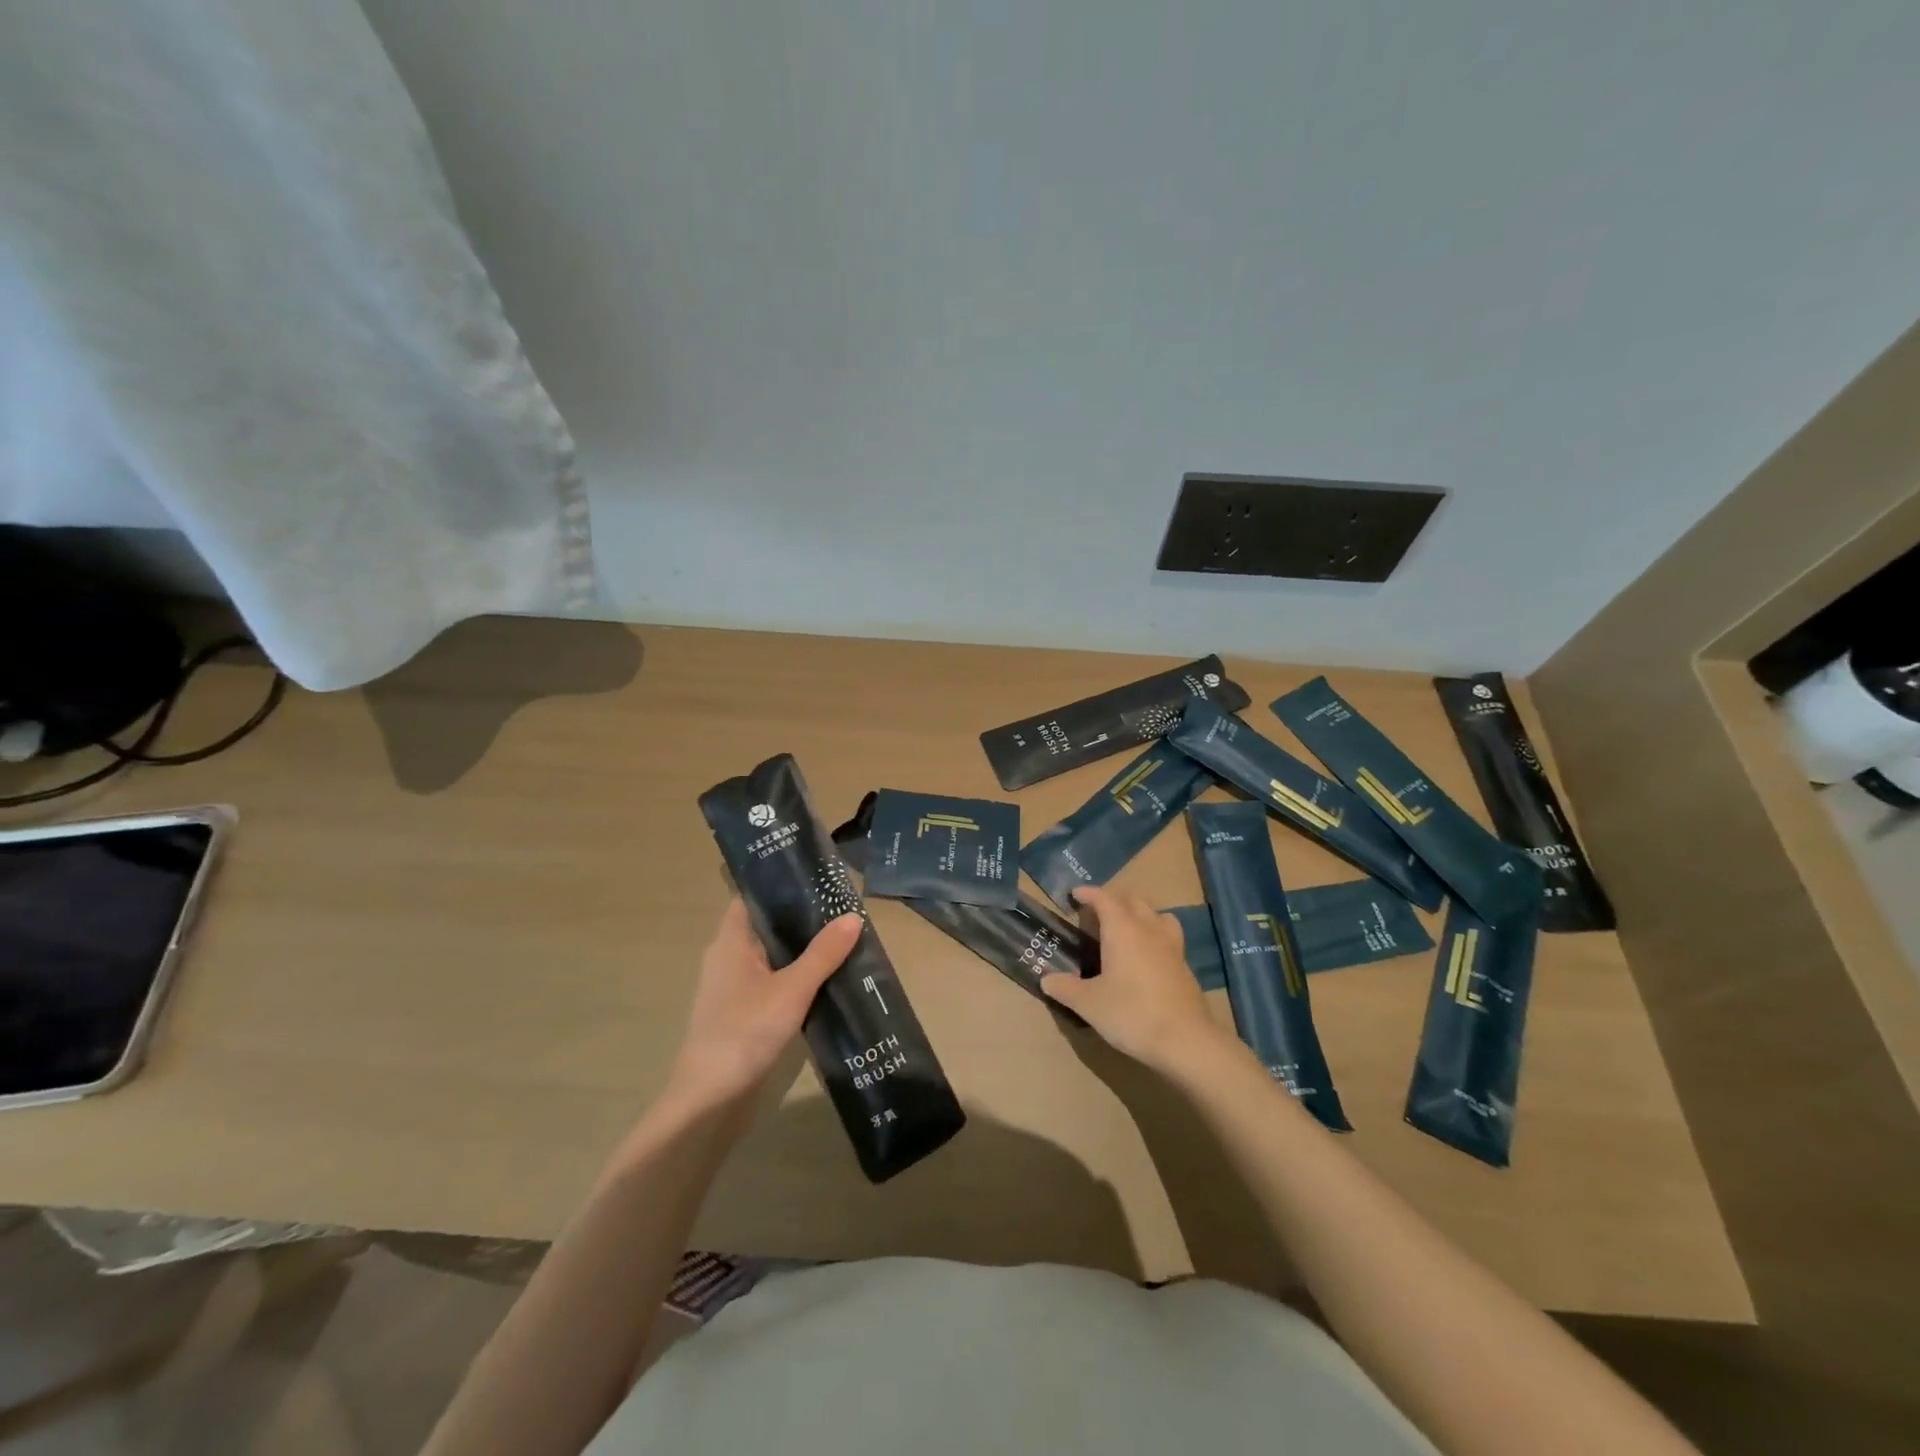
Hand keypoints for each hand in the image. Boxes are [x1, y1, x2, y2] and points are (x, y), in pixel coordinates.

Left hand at [667, 899, 861, 1110]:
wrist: (710, 1101)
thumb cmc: (744, 1032)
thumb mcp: (791, 989)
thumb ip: (823, 954)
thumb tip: (852, 916)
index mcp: (730, 943)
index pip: (751, 898)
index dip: (778, 885)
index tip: (813, 877)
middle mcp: (727, 959)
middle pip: (765, 927)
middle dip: (799, 918)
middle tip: (840, 907)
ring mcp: (733, 990)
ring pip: (771, 958)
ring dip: (800, 951)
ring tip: (841, 939)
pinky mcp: (742, 1016)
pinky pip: (772, 984)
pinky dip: (795, 978)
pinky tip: (825, 981)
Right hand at [1041, 885, 1229, 1072]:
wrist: (1186, 1041)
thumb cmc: (1132, 1014)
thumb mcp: (1089, 1004)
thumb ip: (1065, 988)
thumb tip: (1046, 979)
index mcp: (1122, 929)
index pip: (1104, 898)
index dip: (1089, 893)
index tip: (1075, 894)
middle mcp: (1148, 928)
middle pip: (1132, 899)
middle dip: (1113, 899)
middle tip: (1096, 912)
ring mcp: (1170, 945)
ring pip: (1155, 913)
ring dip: (1138, 912)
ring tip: (1125, 927)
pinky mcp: (1184, 964)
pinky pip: (1168, 934)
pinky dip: (1154, 933)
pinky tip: (1147, 955)